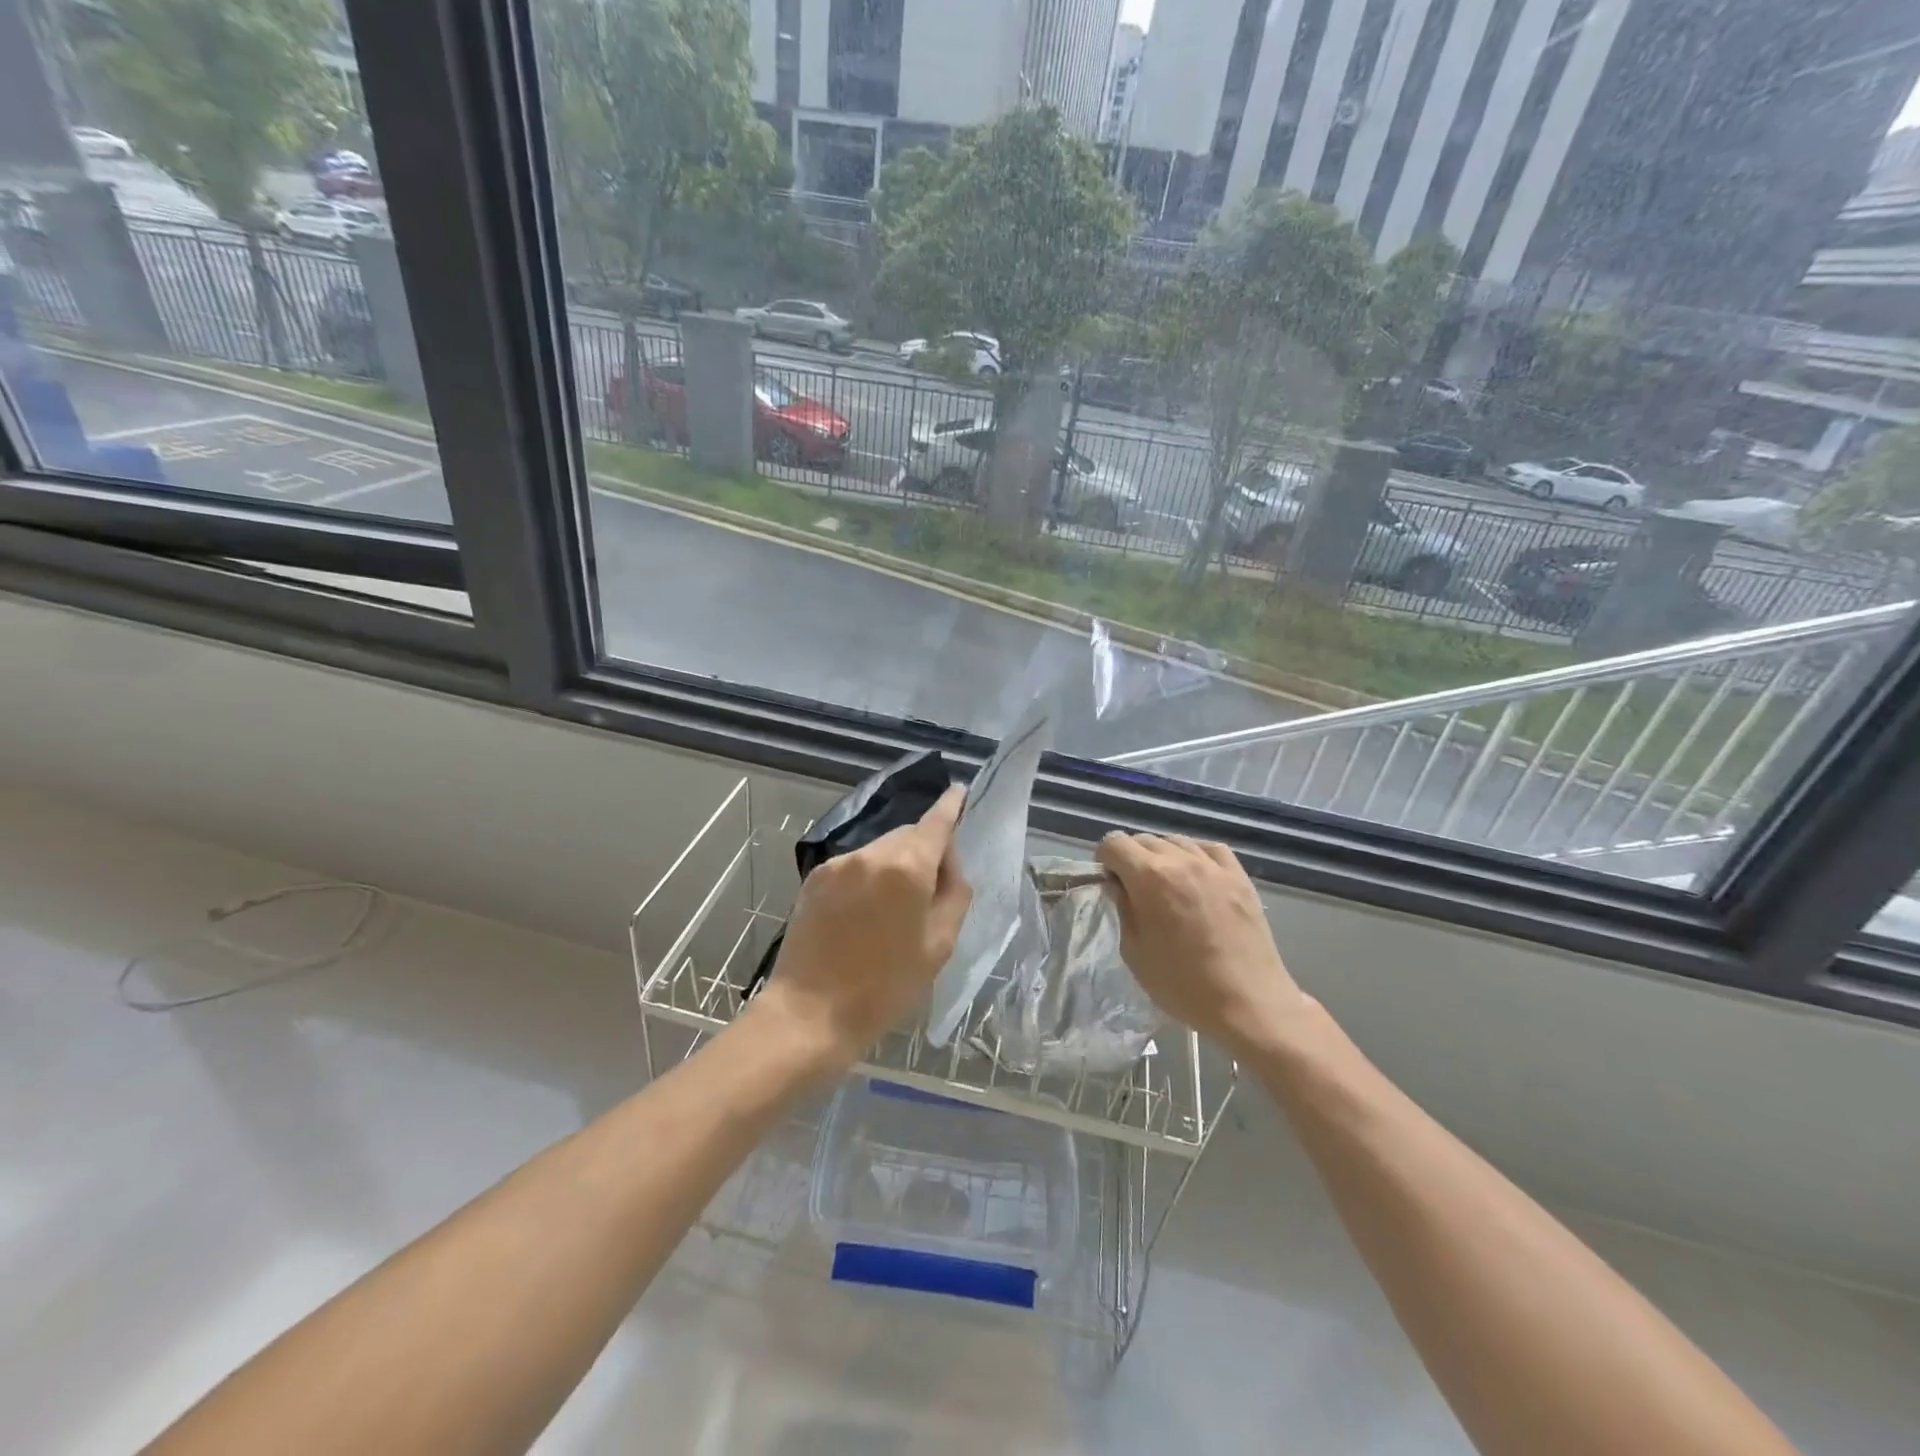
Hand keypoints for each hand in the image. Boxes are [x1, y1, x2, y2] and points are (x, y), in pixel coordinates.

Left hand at [752, 785, 971, 1068]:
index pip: (935, 822)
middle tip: (930, 892)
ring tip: (892, 911)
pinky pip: (854, 865)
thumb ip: (954, 894)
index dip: (950, 806)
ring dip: (894, 865)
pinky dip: (867, 877)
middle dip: (923, 851)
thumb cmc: (886, 986)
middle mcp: (871, 853)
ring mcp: (838, 863)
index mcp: (907, 867)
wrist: (811, 1013)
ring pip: (880, 850)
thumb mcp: (939, 945)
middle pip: (908, 836)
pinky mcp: (815, 877)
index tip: (959, 791)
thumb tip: (948, 864)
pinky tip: (863, 913)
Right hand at [1095, 832, 1311, 1058]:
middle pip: (1144, 839)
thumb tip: (1121, 887)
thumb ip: (1124, 909)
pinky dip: (1196, 855)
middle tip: (1136, 890)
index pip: (1114, 843)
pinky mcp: (1239, 876)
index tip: (1110, 883)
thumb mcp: (1134, 952)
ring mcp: (1213, 866)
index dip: (1105, 860)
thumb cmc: (1183, 984)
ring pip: (1176, 841)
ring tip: (1167, 885)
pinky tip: (1196, 875)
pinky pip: (1210, 849)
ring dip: (1163, 856)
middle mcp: (1180, 860)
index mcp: (1149, 877)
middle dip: (1132, 858)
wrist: (1248, 1002)